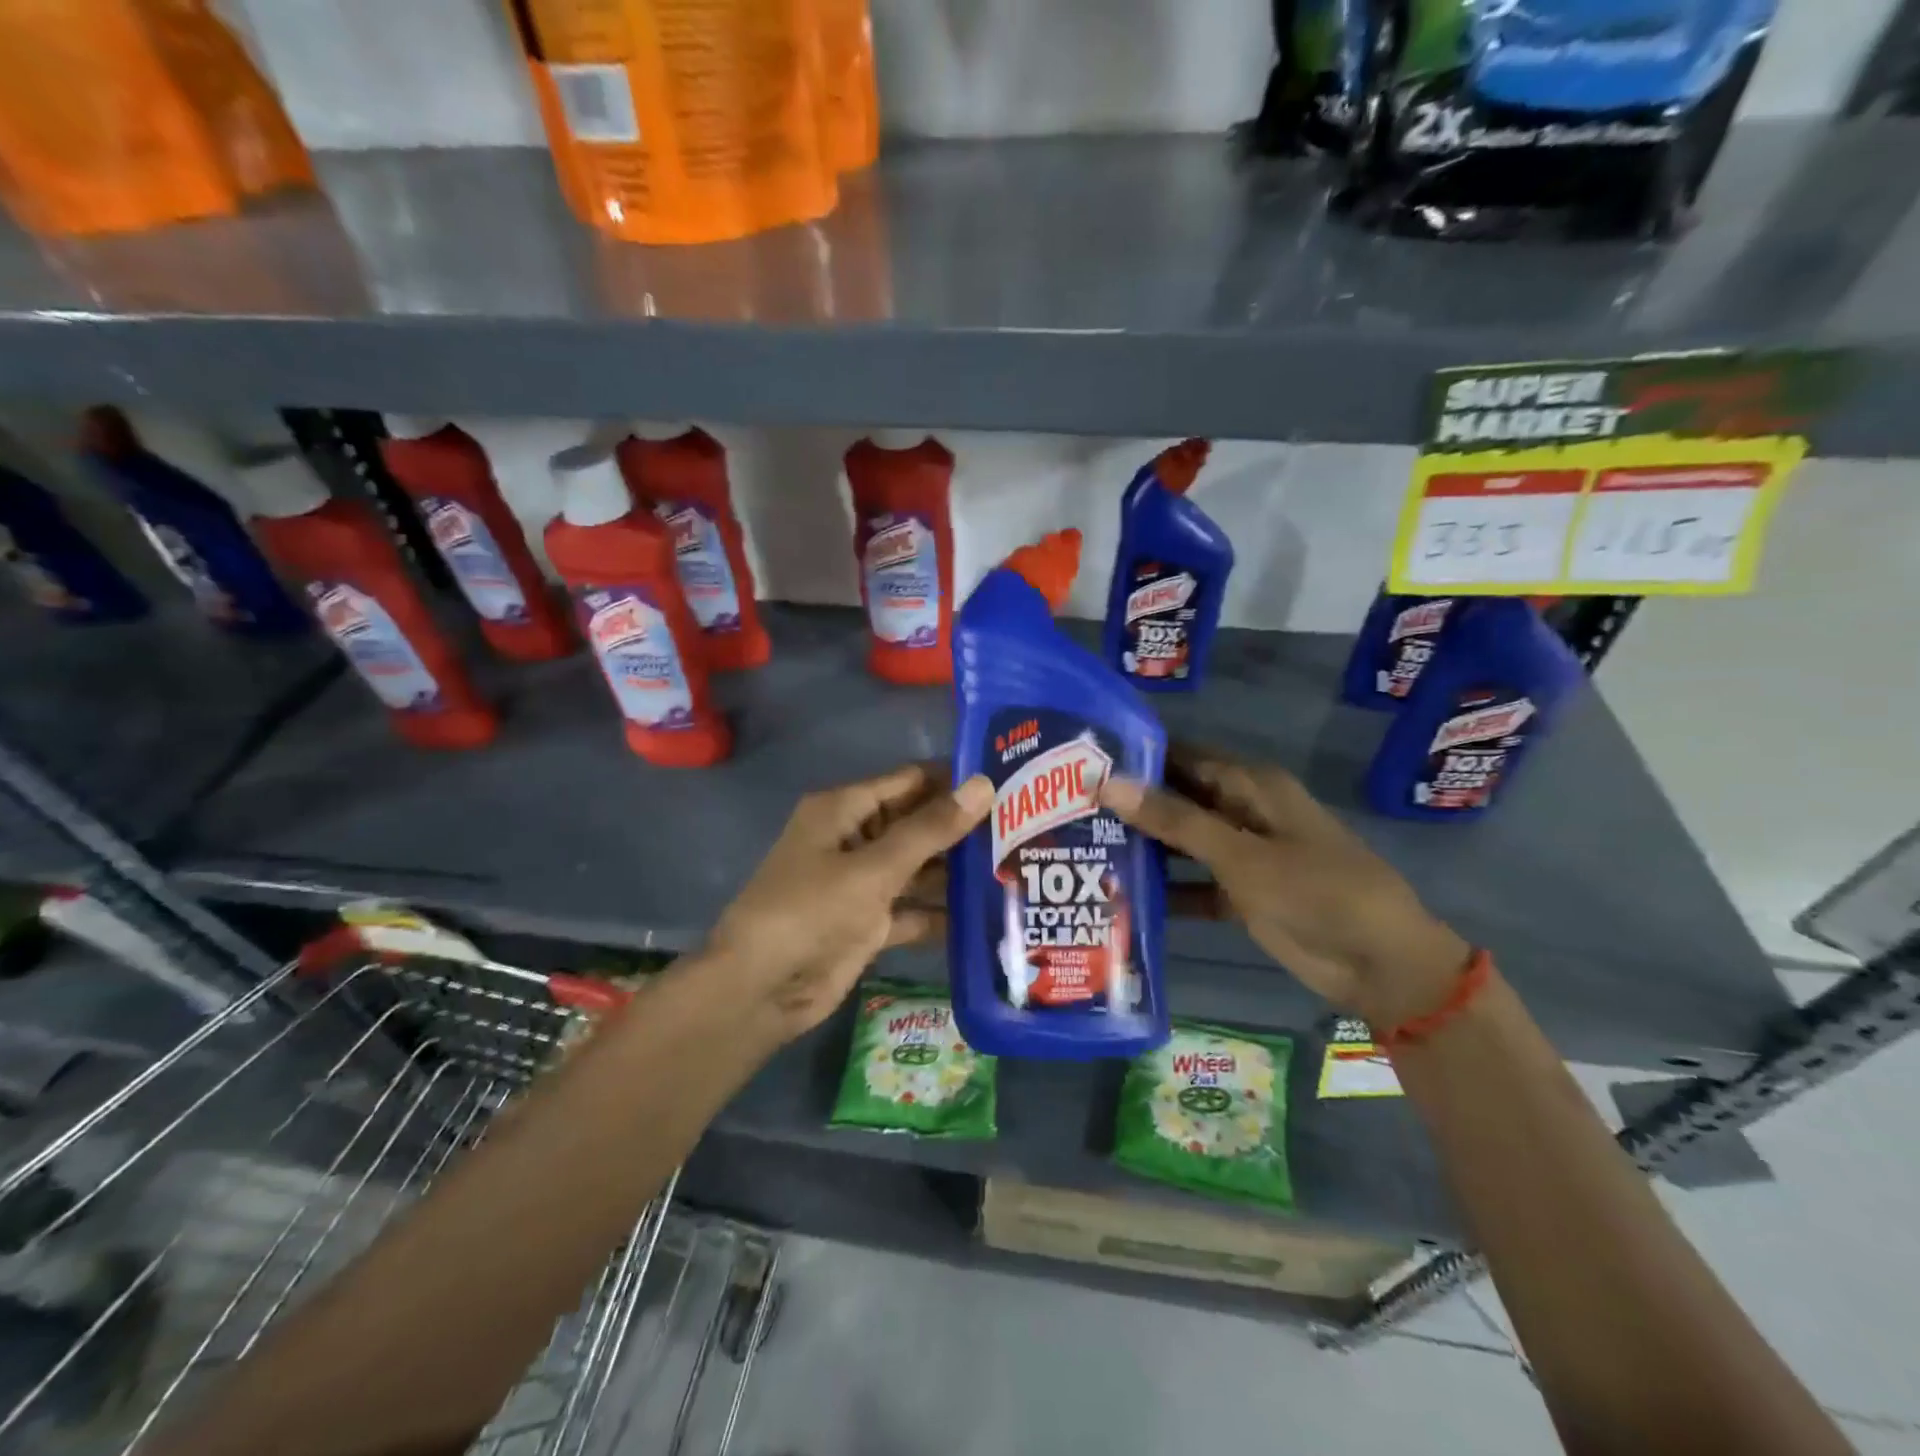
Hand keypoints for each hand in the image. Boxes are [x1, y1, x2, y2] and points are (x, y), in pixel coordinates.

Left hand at [701, 763, 993, 1038]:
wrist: (760, 991)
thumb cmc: (810, 912)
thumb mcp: (874, 868)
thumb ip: (930, 829)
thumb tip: (983, 784)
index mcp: (844, 810)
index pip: (909, 782)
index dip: (953, 781)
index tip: (1008, 784)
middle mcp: (853, 839)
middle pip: (916, 825)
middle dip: (961, 829)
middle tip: (1025, 829)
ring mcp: (860, 884)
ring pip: (917, 869)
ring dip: (955, 873)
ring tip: (1016, 868)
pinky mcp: (867, 924)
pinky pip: (911, 910)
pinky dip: (939, 914)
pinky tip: (986, 916)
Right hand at [1099, 745, 1469, 1028]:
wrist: (1381, 964)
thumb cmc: (1316, 892)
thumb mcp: (1241, 854)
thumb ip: (1175, 820)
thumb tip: (1108, 782)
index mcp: (1249, 785)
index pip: (1180, 756)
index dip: (1135, 758)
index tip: (1079, 762)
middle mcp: (1242, 811)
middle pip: (1176, 799)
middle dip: (1130, 805)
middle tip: (1068, 811)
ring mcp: (1242, 854)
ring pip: (1181, 842)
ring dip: (1143, 848)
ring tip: (1081, 850)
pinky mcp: (1242, 893)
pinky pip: (1193, 884)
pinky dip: (1166, 890)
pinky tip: (1121, 899)